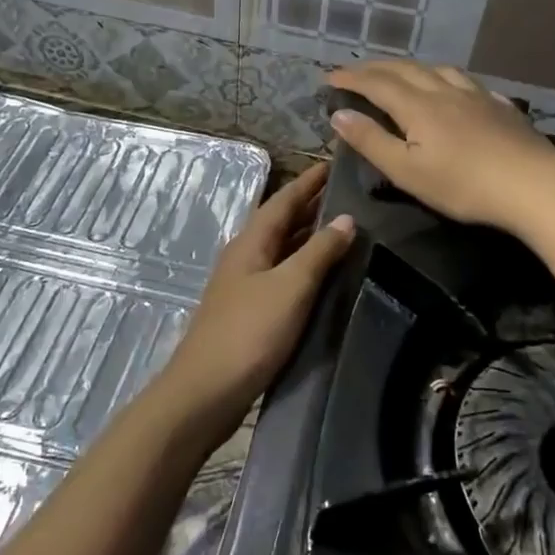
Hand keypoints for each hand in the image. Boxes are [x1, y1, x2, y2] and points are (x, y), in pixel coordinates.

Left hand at [153, 162, 353, 448]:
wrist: (206, 392)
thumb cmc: (249, 333)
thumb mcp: (290, 287)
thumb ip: (318, 253)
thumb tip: (346, 218)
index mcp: (251, 242)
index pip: (283, 200)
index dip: (309, 181)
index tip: (334, 163)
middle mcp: (245, 256)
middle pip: (281, 222)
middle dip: (311, 205)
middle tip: (348, 193)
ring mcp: (244, 285)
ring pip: (281, 249)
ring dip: (308, 236)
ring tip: (343, 228)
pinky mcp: (249, 312)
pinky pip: (281, 274)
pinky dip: (303, 265)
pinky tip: (322, 275)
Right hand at [326, 62, 554, 233]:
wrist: (533, 185)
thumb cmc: (463, 185)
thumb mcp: (407, 171)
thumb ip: (372, 141)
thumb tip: (339, 114)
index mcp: (417, 106)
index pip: (376, 84)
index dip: (351, 78)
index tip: (329, 76)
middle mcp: (444, 91)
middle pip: (405, 70)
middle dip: (375, 67)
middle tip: (355, 70)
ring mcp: (476, 95)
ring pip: (437, 69)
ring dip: (411, 67)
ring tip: (400, 71)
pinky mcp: (500, 106)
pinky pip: (465, 81)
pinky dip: (445, 78)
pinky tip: (453, 88)